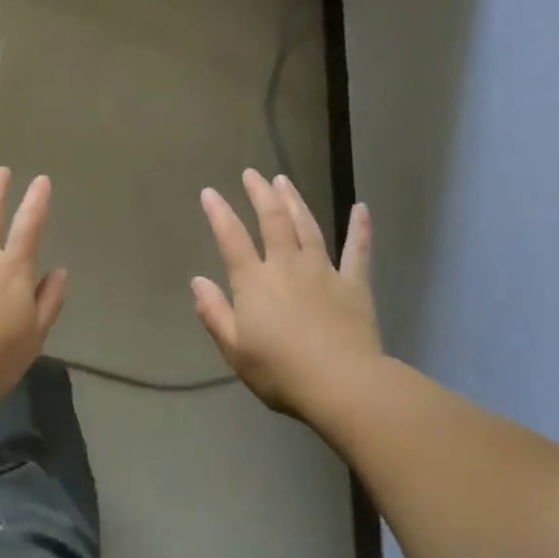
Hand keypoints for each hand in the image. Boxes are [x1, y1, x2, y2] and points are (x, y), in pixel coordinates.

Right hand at [192, 170, 382, 419]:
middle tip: (252, 174)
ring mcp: (323, 272)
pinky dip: (359, 228)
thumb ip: (214, 312)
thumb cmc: (280, 371)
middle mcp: (287, 266)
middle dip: (260, 194)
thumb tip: (197, 281)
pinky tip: (361, 208)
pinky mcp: (354, 284)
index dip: (219, 213)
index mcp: (254, 282)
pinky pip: (357, 251)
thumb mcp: (234, 349)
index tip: (209, 192)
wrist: (342, 384)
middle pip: (272, 221)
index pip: (231, 239)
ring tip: (284, 181)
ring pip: (307, 227)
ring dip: (294, 201)